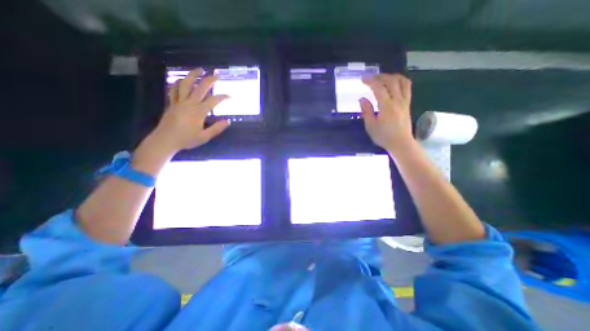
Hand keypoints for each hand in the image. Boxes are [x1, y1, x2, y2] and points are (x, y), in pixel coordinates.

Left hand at [150, 68, 230, 152]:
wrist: (165, 140)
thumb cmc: (186, 139)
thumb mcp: (204, 137)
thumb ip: (216, 129)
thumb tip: (228, 121)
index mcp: (198, 112)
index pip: (213, 101)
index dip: (222, 97)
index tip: (229, 96)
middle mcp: (189, 104)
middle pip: (200, 88)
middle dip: (209, 80)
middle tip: (216, 74)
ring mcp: (179, 102)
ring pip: (185, 84)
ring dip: (193, 75)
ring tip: (199, 69)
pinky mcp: (171, 103)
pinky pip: (174, 89)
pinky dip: (178, 83)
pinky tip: (182, 80)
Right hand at [359, 74, 413, 154]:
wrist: (400, 143)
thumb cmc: (383, 136)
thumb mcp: (370, 126)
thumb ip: (366, 111)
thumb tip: (362, 99)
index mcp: (387, 106)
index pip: (379, 88)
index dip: (370, 81)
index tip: (363, 79)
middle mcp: (397, 100)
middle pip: (392, 81)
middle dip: (380, 76)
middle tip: (371, 78)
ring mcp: (405, 102)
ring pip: (402, 82)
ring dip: (392, 76)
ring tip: (383, 78)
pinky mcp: (408, 104)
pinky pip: (407, 88)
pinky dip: (400, 82)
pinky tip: (393, 84)